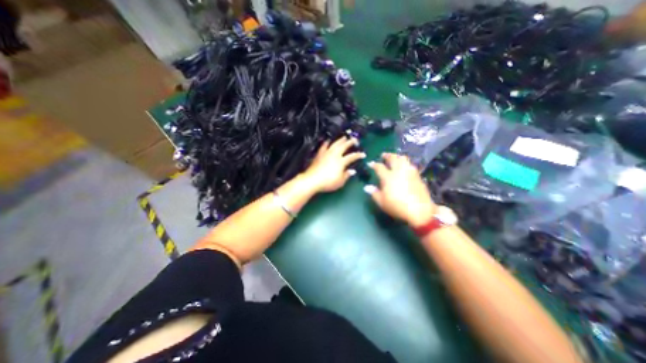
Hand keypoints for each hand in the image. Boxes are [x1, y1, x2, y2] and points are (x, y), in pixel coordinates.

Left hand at [302, 136, 365, 192]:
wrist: (312, 180)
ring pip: (335, 144)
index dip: (358, 155)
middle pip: (344, 146)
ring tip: (344, 137)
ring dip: (340, 140)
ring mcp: (326, 153)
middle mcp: (334, 155)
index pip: (352, 156)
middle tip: (355, 139)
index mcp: (341, 161)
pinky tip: (328, 141)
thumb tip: (352, 171)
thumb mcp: (340, 182)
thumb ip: (346, 175)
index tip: (363, 154)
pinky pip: (324, 146)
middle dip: (350, 142)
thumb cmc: (328, 182)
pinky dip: (327, 143)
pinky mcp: (319, 154)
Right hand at [366, 154, 435, 225]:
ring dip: (397, 157)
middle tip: (383, 155)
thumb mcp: (382, 202)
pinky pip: (410, 164)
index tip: (370, 163)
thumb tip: (367, 187)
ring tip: (395, 158)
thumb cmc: (397, 207)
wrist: (420, 210)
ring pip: (403, 159)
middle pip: (393, 158)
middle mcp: (398, 171)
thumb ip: (374, 193)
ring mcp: (409, 172)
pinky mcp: (417, 175)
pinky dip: (405, 162)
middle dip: (387, 155)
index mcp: (388, 177)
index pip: (379, 167)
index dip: (374, 164)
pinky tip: (404, 166)